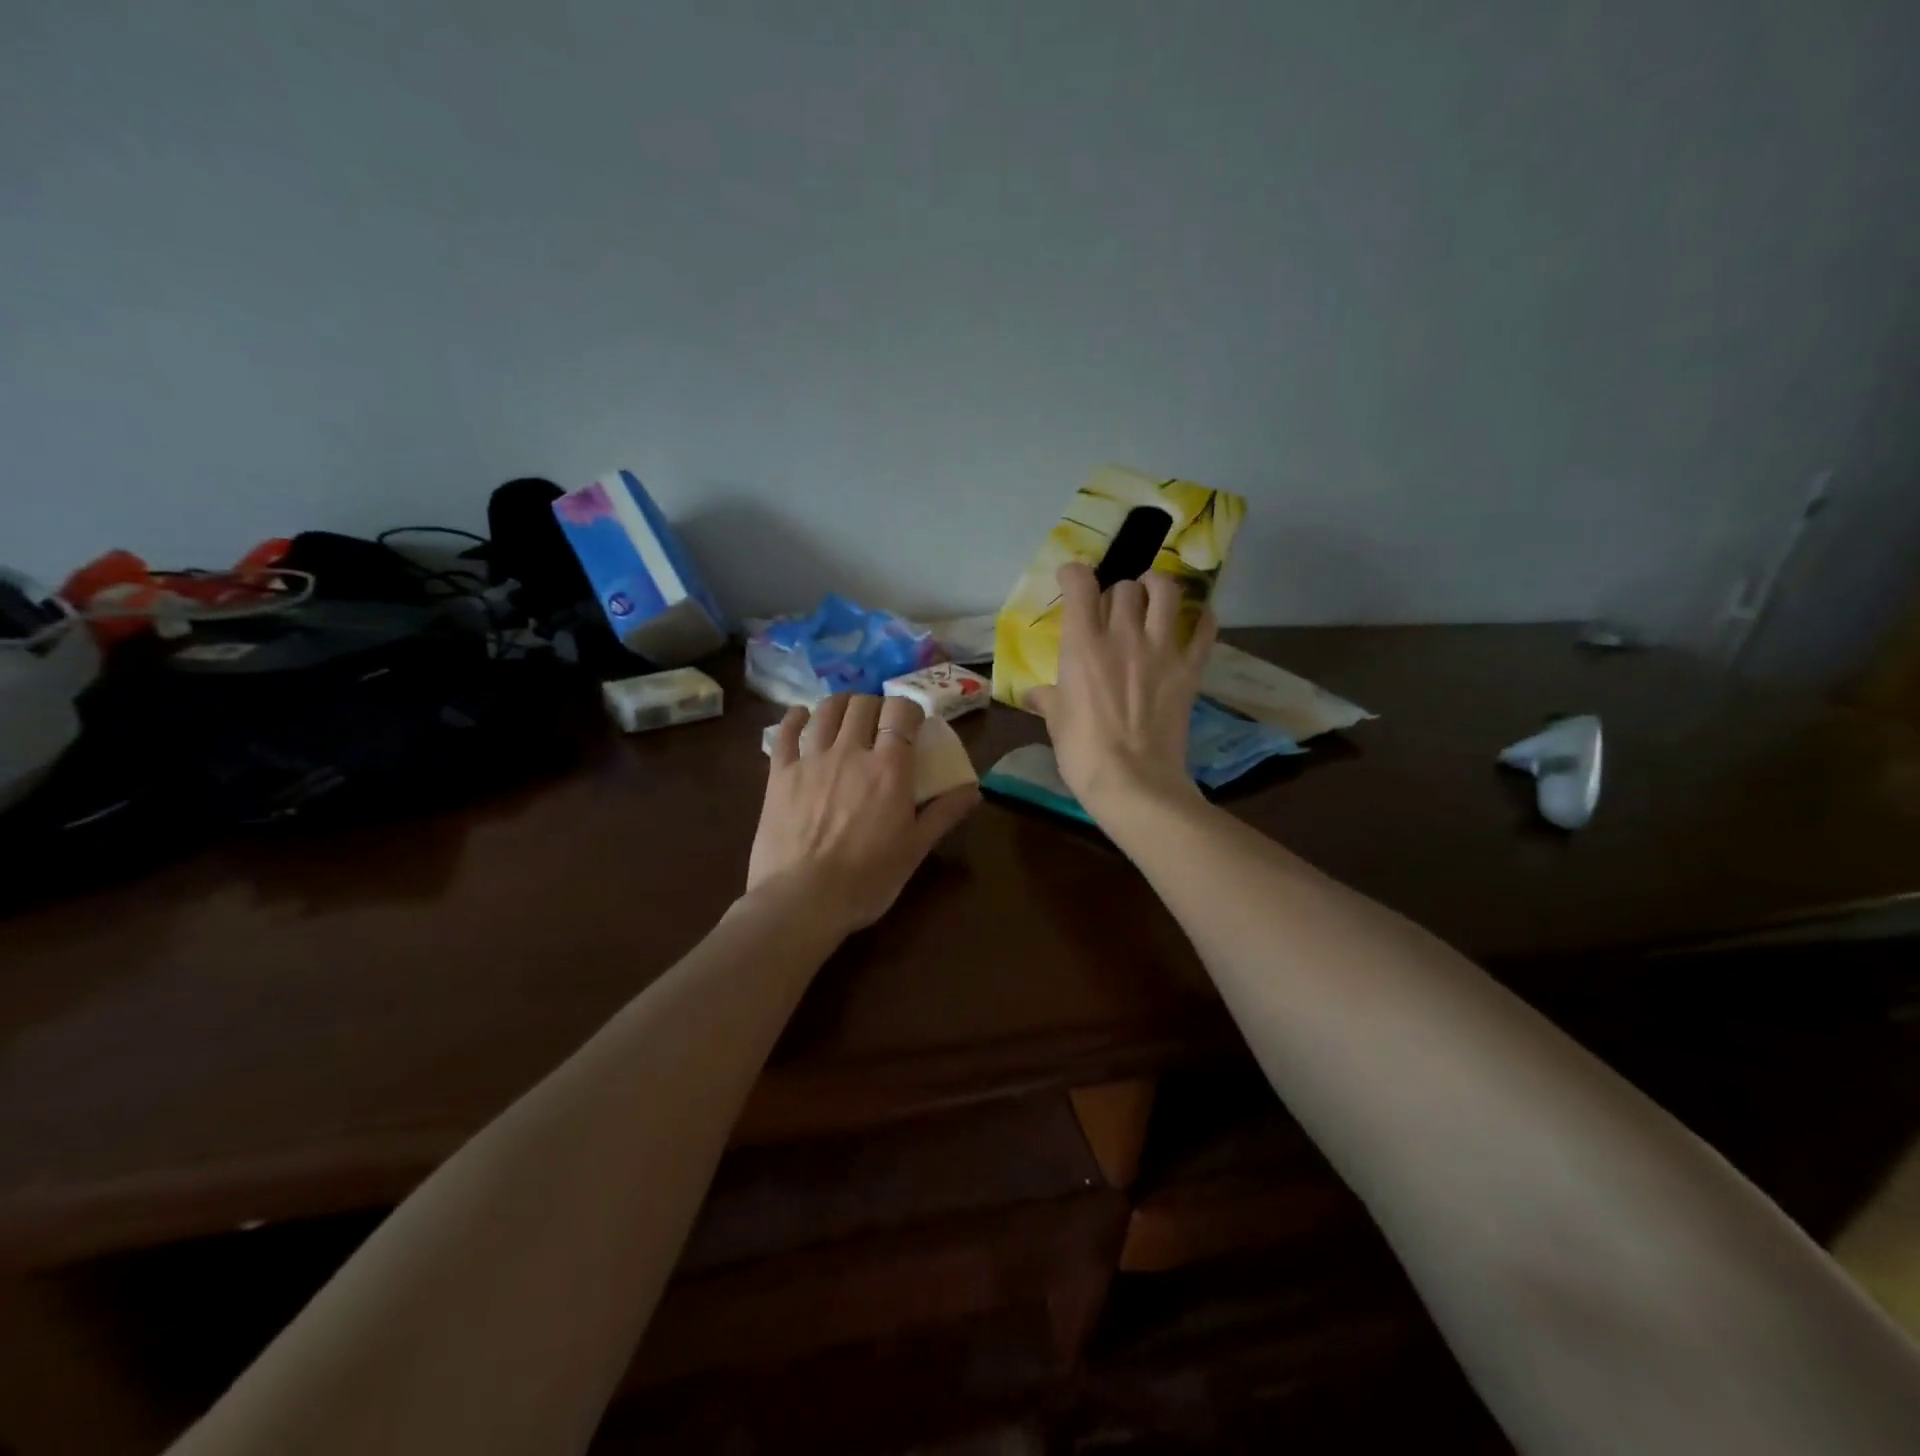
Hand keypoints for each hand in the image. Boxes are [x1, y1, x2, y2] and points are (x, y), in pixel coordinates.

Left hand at [747, 692, 978, 934]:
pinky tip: (801, 717)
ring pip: (826, 711)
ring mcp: (811, 759)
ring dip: (840, 705)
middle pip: (863, 705)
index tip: (912, 724)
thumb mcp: (915, 849)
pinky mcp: (779, 774)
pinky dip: (795, 718)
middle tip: (880, 724)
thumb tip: (974, 789)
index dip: (908, 710)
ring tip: (846, 715)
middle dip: (876, 706)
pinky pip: (785, 732)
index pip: (901, 712)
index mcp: (889, 768)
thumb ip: (944, 813)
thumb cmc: (868, 879)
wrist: (803, 900)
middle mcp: (851, 751)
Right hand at [1027, 563, 1215, 816]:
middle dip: (1117, 591)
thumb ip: (1047, 699)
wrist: (1133, 783)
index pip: (1080, 585)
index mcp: (1082, 645)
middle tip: (1114, 608)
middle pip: (1124, 587)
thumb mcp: (1056, 723)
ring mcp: (1160, 651)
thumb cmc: (1083, 753)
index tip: (1070, 579)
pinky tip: (1196, 619)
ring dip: (1157, 586)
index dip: (1074, 573)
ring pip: (1166, 592)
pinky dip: (1202, 619)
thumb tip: (1033, 694)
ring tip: (1153, 594)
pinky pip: (1204, 631)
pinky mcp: (1189, 670)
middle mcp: (1122, 636)